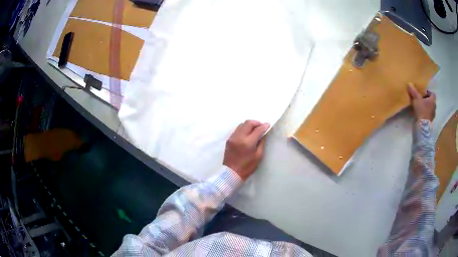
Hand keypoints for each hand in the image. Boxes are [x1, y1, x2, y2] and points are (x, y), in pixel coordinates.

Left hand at [223, 120, 269, 180]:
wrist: (231, 172)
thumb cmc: (247, 167)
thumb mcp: (258, 156)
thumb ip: (261, 143)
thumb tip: (264, 134)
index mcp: (248, 142)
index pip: (257, 129)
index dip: (264, 126)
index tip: (268, 124)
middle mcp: (239, 137)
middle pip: (248, 123)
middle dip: (256, 123)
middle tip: (261, 126)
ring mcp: (232, 137)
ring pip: (241, 125)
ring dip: (249, 125)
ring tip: (254, 129)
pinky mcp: (229, 139)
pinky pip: (237, 130)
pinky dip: (243, 129)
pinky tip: (247, 134)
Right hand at [407, 84, 435, 121]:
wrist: (422, 126)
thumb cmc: (421, 110)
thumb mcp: (416, 99)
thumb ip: (413, 91)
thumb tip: (409, 84)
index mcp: (432, 100)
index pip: (432, 94)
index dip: (428, 92)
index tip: (423, 93)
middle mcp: (434, 107)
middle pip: (431, 101)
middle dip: (427, 100)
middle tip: (421, 100)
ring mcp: (432, 116)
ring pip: (430, 109)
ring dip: (426, 108)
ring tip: (420, 107)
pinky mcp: (430, 122)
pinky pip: (428, 115)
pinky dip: (425, 114)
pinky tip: (421, 114)